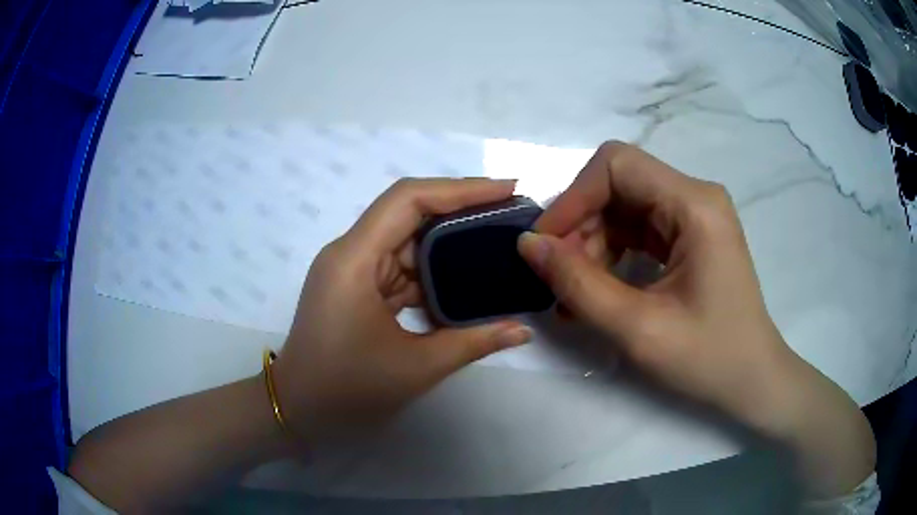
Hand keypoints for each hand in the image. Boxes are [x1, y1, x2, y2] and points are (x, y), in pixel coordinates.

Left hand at [272, 178, 532, 441]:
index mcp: (355, 259)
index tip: (507, 189)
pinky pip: (399, 266)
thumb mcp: (416, 368)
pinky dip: (431, 270)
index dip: (461, 188)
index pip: (409, 199)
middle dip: (461, 208)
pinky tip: (464, 276)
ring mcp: (352, 269)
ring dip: (448, 241)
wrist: (297, 409)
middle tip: (510, 212)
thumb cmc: (346, 390)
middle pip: (409, 212)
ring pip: (406, 239)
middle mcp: (351, 252)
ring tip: (495, 240)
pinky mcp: (357, 286)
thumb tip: (523, 331)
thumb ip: (473, 343)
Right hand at [517, 142, 873, 496]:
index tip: (545, 245)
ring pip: (623, 207)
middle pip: (619, 184)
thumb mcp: (639, 328)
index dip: (574, 197)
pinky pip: (637, 229)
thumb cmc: (708, 358)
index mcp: (695, 205)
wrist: (752, 380)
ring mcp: (694, 216)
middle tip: (557, 277)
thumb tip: (529, 244)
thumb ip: (579, 284)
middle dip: (581, 226)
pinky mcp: (690, 236)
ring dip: (592, 244)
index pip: (618, 165)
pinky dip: (611, 254)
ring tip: (575, 292)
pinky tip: (597, 290)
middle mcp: (696, 197)